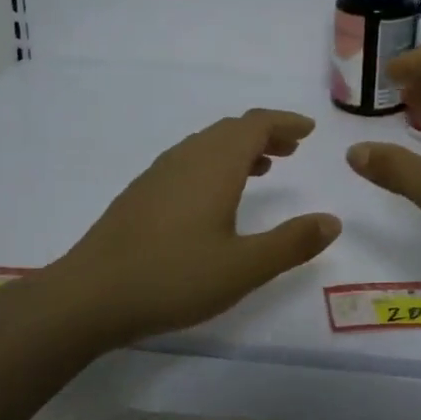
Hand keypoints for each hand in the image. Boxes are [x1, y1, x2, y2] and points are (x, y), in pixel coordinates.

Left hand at [41, 108, 340, 344]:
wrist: (88, 296)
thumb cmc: (173, 278)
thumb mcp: (244, 267)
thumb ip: (292, 243)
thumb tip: (332, 221)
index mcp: (214, 165)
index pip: (255, 125)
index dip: (284, 122)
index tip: (308, 130)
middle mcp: (186, 158)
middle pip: (231, 130)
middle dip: (265, 134)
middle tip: (292, 149)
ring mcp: (158, 174)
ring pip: (207, 144)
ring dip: (239, 148)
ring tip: (263, 167)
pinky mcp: (141, 193)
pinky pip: (188, 160)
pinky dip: (215, 163)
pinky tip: (215, 196)